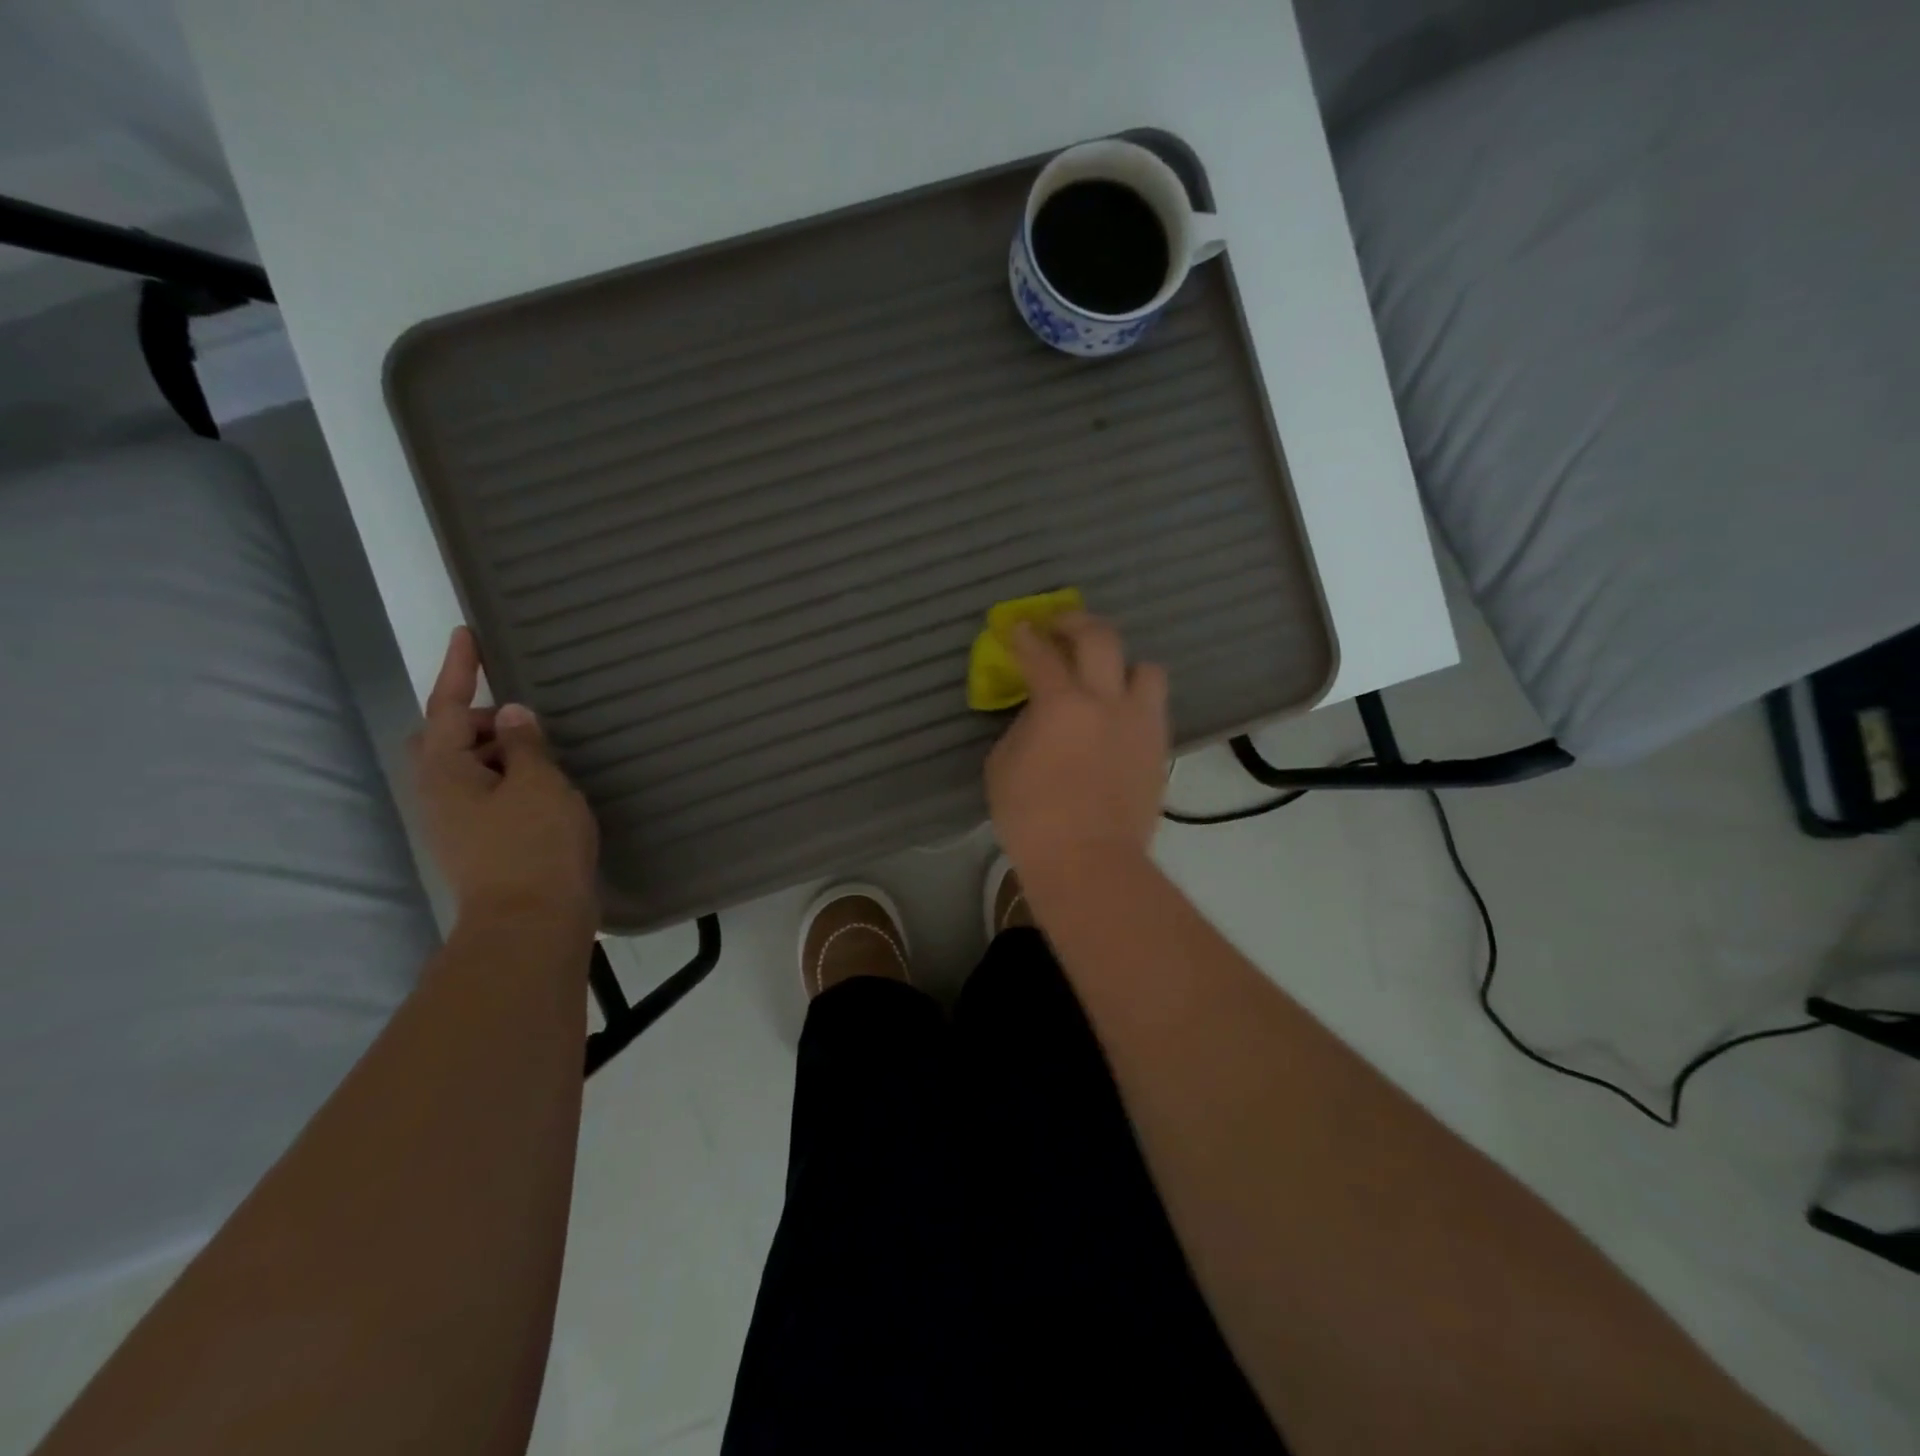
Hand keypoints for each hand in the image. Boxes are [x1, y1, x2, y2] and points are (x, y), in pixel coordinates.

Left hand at [412, 627, 599, 928]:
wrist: (530, 924)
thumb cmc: (534, 846)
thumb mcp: (539, 784)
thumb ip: (525, 745)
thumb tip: (512, 715)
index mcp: (445, 771)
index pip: (447, 706)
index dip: (459, 669)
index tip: (468, 634)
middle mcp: (441, 794)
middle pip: (447, 739)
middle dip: (479, 720)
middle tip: (523, 718)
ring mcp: (458, 823)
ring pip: (470, 769)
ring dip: (500, 752)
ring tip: (546, 751)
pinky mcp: (481, 844)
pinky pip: (490, 794)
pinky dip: (512, 779)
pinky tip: (547, 787)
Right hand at [985, 613, 1168, 878]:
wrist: (1089, 863)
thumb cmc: (1032, 819)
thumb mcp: (1002, 767)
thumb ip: (1022, 729)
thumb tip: (1038, 716)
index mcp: (1061, 704)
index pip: (1041, 654)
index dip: (1025, 636)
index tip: (1018, 627)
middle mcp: (1107, 701)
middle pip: (1101, 638)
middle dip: (1077, 622)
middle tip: (1061, 625)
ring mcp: (1141, 724)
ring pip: (1146, 669)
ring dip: (1124, 665)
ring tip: (1107, 678)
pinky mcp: (1159, 750)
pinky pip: (1153, 709)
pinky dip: (1134, 704)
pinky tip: (1118, 721)